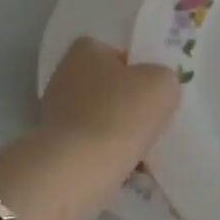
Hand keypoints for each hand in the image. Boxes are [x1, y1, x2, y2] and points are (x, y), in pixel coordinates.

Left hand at [40, 37, 180, 171]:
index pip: (120, 55)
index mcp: (85, 51)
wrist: (78, 169)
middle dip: (130, 105)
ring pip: (103, 118)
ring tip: (144, 151)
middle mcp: (65, 75)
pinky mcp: (56, 146)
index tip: (156, 94)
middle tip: (153, 122)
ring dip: (122, 132)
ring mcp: (56, 112)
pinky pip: (92, 145)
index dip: (142, 72)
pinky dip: (108, 154)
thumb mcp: (162, 84)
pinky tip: (127, 167)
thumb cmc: (120, 114)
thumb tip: (157, 89)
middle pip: (111, 88)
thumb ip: (164, 78)